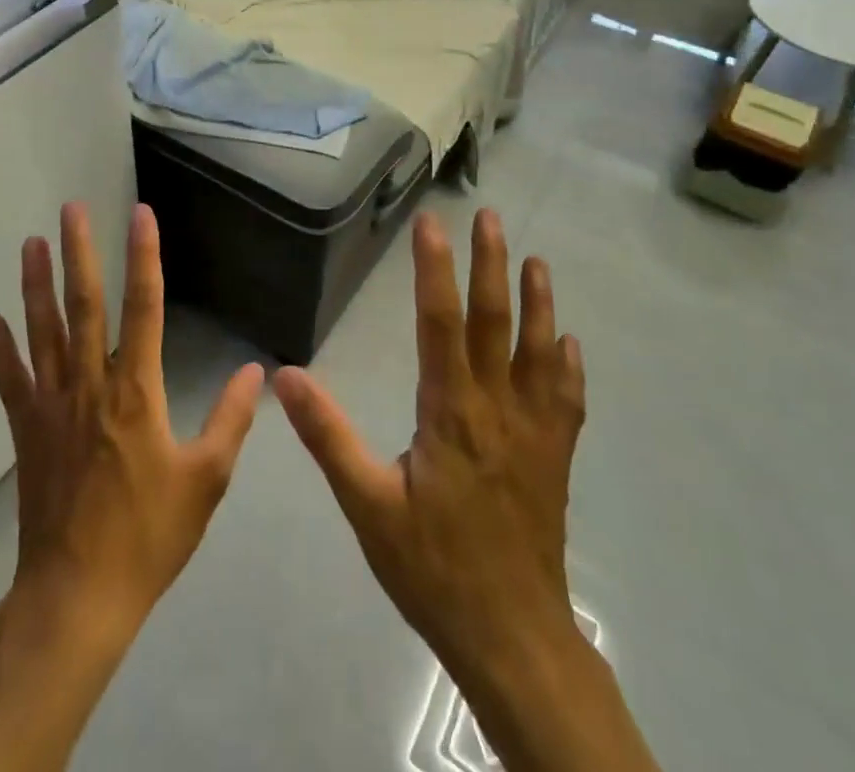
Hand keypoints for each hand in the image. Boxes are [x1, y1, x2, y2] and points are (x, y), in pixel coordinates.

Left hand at [0, 202, 263, 648]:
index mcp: (136, 390)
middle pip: (84, 305)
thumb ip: (231, 420)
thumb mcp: (206, 481)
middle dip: (80, 252)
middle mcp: (90, 384)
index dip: (144, 256)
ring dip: (35, 285)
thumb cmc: (148, 536)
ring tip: (31, 243)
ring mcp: (51, 406)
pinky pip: (10, 380)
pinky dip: (0, 349)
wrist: (77, 596)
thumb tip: (256, 372)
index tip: (141, 214)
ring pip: (42, 331)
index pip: (143, 307)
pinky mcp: (26, 431)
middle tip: (72, 208)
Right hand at [274, 210, 583, 678]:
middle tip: (490, 217)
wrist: (512, 637)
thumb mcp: (367, 505)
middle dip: (491, 264)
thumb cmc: (433, 568)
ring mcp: (534, 431)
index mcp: (451, 412)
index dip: (435, 269)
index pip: (441, 322)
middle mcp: (497, 408)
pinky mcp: (555, 457)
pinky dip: (567, 365)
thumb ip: (328, 436)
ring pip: (539, 351)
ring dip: (539, 301)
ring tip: (537, 260)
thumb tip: (286, 376)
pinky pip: (567, 399)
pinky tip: (568, 343)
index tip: (430, 225)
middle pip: (495, 321)